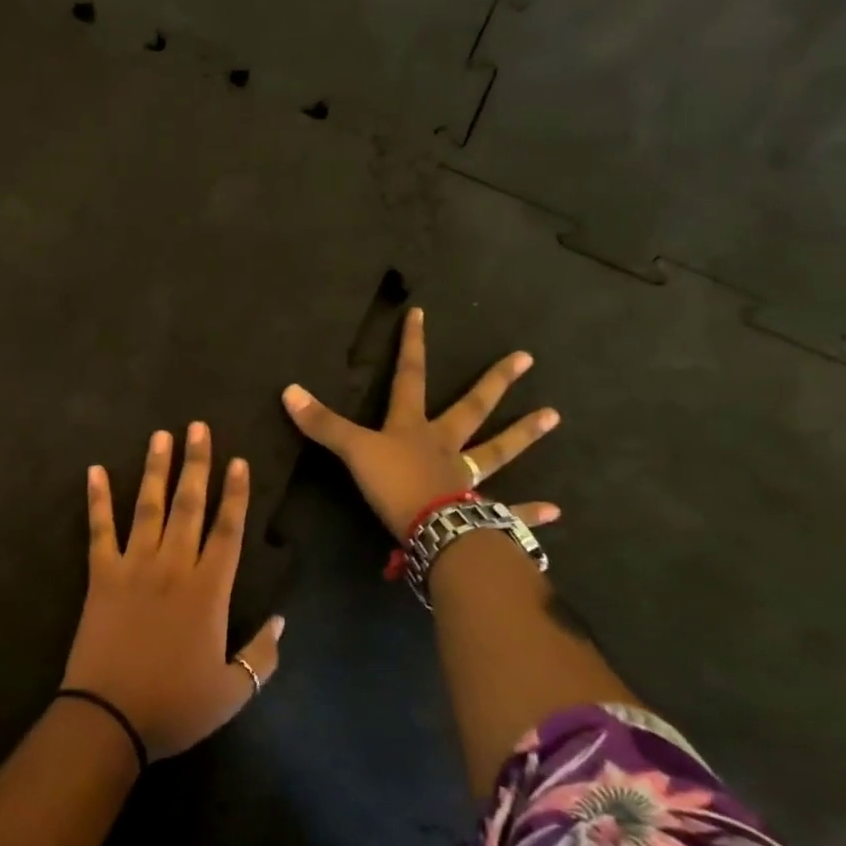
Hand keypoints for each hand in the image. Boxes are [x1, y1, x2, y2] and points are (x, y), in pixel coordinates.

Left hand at [61, 423, 281, 758]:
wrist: (109, 718)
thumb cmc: (175, 706)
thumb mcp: (234, 691)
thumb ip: (262, 655)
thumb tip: (280, 621)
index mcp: (208, 591)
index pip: (228, 531)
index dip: (235, 494)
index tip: (238, 460)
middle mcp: (172, 567)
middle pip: (189, 506)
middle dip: (196, 464)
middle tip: (198, 428)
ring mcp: (133, 567)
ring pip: (148, 507)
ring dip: (155, 469)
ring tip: (161, 435)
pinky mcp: (100, 575)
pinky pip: (99, 530)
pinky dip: (97, 499)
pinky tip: (94, 470)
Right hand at [281, 307, 560, 540]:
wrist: (433, 530)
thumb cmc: (394, 485)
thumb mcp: (353, 451)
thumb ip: (323, 424)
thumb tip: (289, 390)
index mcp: (413, 428)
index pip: (410, 378)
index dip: (412, 346)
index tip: (421, 314)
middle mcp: (445, 446)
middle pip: (471, 408)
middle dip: (493, 383)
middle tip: (526, 359)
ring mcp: (467, 478)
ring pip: (497, 451)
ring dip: (523, 435)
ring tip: (554, 416)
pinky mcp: (480, 512)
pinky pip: (509, 510)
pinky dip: (530, 512)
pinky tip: (556, 511)